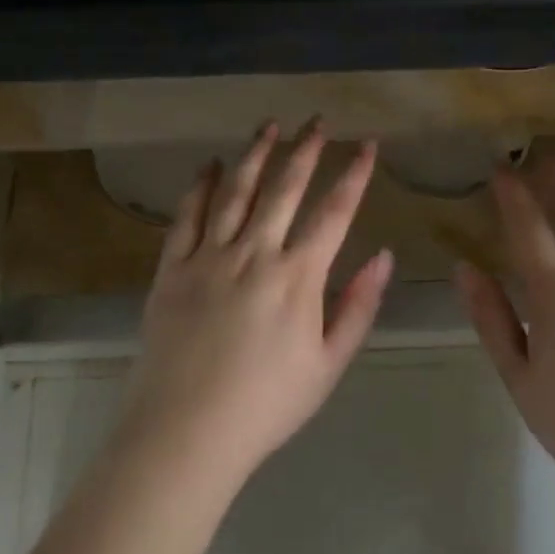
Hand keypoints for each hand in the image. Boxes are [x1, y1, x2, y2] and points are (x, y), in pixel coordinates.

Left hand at [125, 122, 394, 482]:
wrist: (186, 432)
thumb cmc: (266, 405)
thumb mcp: (328, 364)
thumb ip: (358, 306)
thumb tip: (384, 256)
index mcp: (298, 277)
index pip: (334, 212)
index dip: (354, 174)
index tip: (367, 145)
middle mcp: (254, 253)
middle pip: (284, 188)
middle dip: (306, 149)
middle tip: (318, 121)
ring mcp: (208, 257)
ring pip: (235, 190)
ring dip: (255, 154)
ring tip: (269, 125)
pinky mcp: (171, 268)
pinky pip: (186, 216)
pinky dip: (199, 186)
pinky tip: (208, 164)